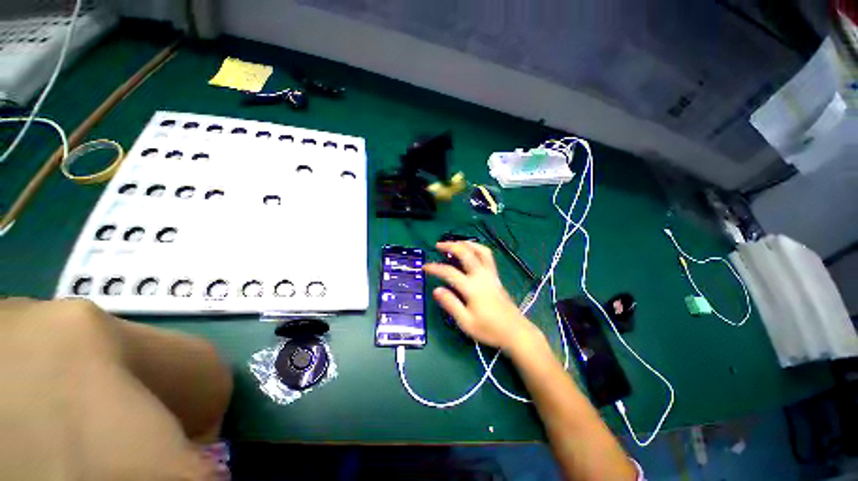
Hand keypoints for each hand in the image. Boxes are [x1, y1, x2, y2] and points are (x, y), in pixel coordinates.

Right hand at [423, 241, 541, 350]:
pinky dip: (477, 249)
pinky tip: (471, 252)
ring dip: (466, 243)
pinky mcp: (496, 276)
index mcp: (472, 288)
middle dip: (450, 245)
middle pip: (466, 253)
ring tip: (455, 243)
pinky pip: (487, 256)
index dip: (435, 268)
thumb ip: (450, 304)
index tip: (425, 267)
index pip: (449, 272)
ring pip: (480, 250)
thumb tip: (436, 289)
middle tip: (438, 245)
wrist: (515, 332)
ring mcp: (491, 274)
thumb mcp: (466, 322)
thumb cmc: (489, 329)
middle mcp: (481, 276)